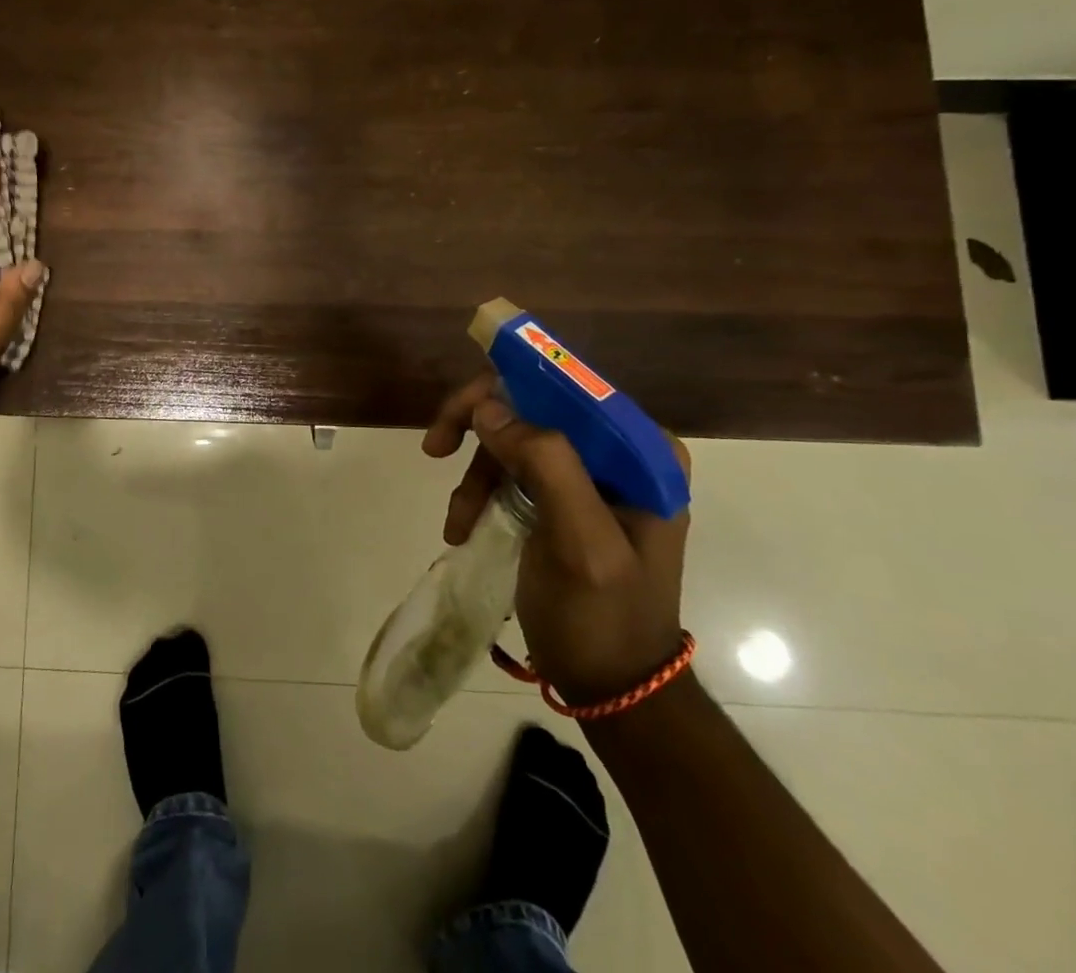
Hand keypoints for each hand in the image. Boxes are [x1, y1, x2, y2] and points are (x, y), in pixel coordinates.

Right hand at [423, 372, 690, 705]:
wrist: (612, 688)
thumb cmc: (603, 618)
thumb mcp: (580, 543)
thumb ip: (546, 465)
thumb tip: (488, 406)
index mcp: (641, 452)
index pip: (566, 387)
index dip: (506, 388)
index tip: (459, 418)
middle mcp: (618, 453)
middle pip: (532, 408)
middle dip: (479, 429)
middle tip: (434, 448)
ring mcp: (590, 476)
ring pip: (513, 440)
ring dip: (476, 474)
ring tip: (458, 521)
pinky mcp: (563, 499)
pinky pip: (510, 471)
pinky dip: (480, 494)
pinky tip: (463, 527)